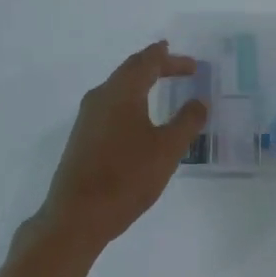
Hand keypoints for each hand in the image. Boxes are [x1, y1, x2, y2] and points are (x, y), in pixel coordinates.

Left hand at [31, 42, 206, 254]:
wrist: (76, 217)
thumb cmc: (126, 177)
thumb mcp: (167, 150)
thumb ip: (187, 122)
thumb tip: (199, 101)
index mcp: (122, 91)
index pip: (148, 61)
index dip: (171, 59)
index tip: (192, 64)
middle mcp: (101, 95)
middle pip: (131, 69)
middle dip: (155, 64)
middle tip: (177, 66)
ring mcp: (88, 116)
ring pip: (118, 86)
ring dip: (140, 81)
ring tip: (158, 84)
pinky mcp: (82, 136)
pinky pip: (110, 103)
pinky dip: (130, 98)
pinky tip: (137, 116)